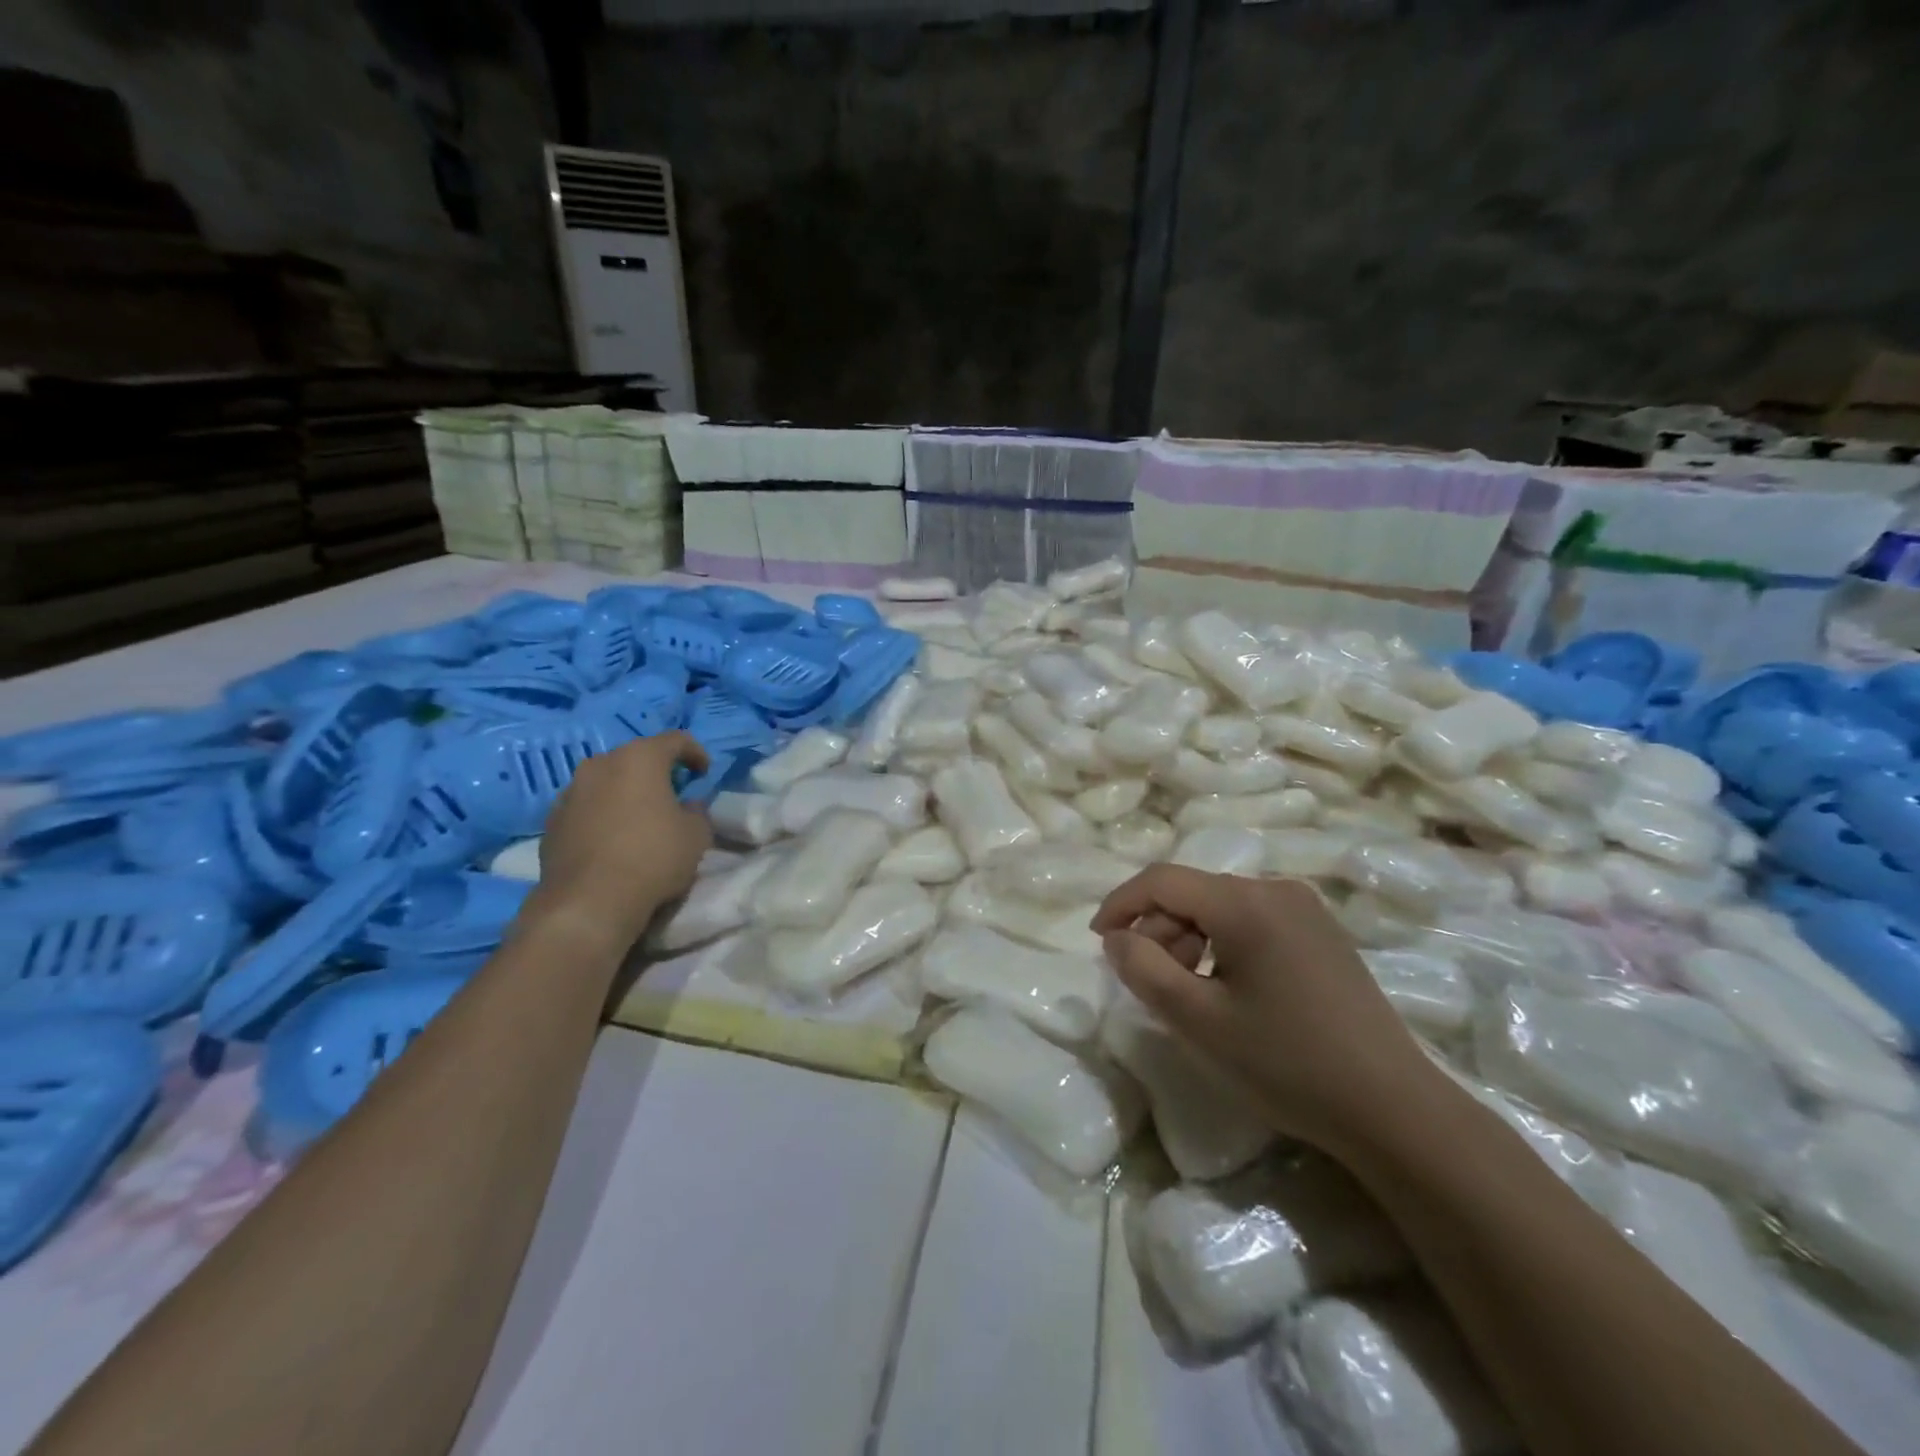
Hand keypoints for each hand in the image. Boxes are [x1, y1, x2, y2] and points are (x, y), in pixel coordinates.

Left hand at [530, 732, 712, 948]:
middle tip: (674, 793)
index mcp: (639, 758)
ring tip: (641, 818)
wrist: (589, 901)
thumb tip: (687, 806)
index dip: (695, 752)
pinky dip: (603, 814)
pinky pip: (586, 807)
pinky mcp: (552, 821)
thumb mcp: (696, 834)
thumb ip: (696, 811)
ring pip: (607, 781)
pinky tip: (614, 839)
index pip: (675, 739)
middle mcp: (600, 765)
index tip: (705, 773)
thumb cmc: (653, 857)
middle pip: (635, 757)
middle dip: (656, 771)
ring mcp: (570, 792)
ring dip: (626, 792)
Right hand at [1092, 866, 1436, 1154]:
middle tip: (1148, 983)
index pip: (1161, 880)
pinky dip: (1223, 946)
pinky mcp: (1322, 934)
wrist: (1393, 1109)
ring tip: (1188, 994)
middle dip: (1158, 931)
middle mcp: (1276, 890)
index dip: (1120, 904)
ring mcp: (1305, 910)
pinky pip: (1252, 922)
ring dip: (1190, 941)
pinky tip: (1228, 992)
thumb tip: (1118, 937)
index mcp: (1244, 902)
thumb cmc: (1286, 1062)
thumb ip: (1143, 969)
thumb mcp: (1198, 1020)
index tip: (1097, 940)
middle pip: (1193, 893)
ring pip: (1221, 908)